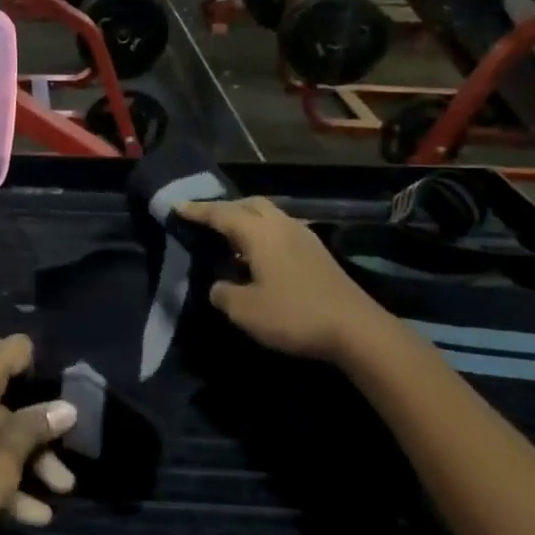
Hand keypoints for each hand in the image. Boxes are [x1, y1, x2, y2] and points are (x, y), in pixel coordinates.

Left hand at [0, 335, 76, 534]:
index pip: (14, 350)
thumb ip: (32, 432)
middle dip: (37, 440)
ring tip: (49, 509)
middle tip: (65, 481)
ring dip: (18, 465)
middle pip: (4, 399)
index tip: (64, 405)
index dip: (42, 372)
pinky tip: (21, 516)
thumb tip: (65, 407)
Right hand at [179, 197, 389, 361]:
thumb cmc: (294, 315)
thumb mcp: (244, 310)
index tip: (177, 206)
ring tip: (230, 239)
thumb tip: (220, 286)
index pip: (221, 214)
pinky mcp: (318, 254)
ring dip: (247, 221)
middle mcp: (282, 226)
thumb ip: (223, 293)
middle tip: (206, 221)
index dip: (197, 211)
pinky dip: (263, 235)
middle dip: (226, 208)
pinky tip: (257, 257)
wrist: (357, 330)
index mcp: (260, 233)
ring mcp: (305, 237)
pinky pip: (281, 231)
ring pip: (269, 216)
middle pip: (250, 204)